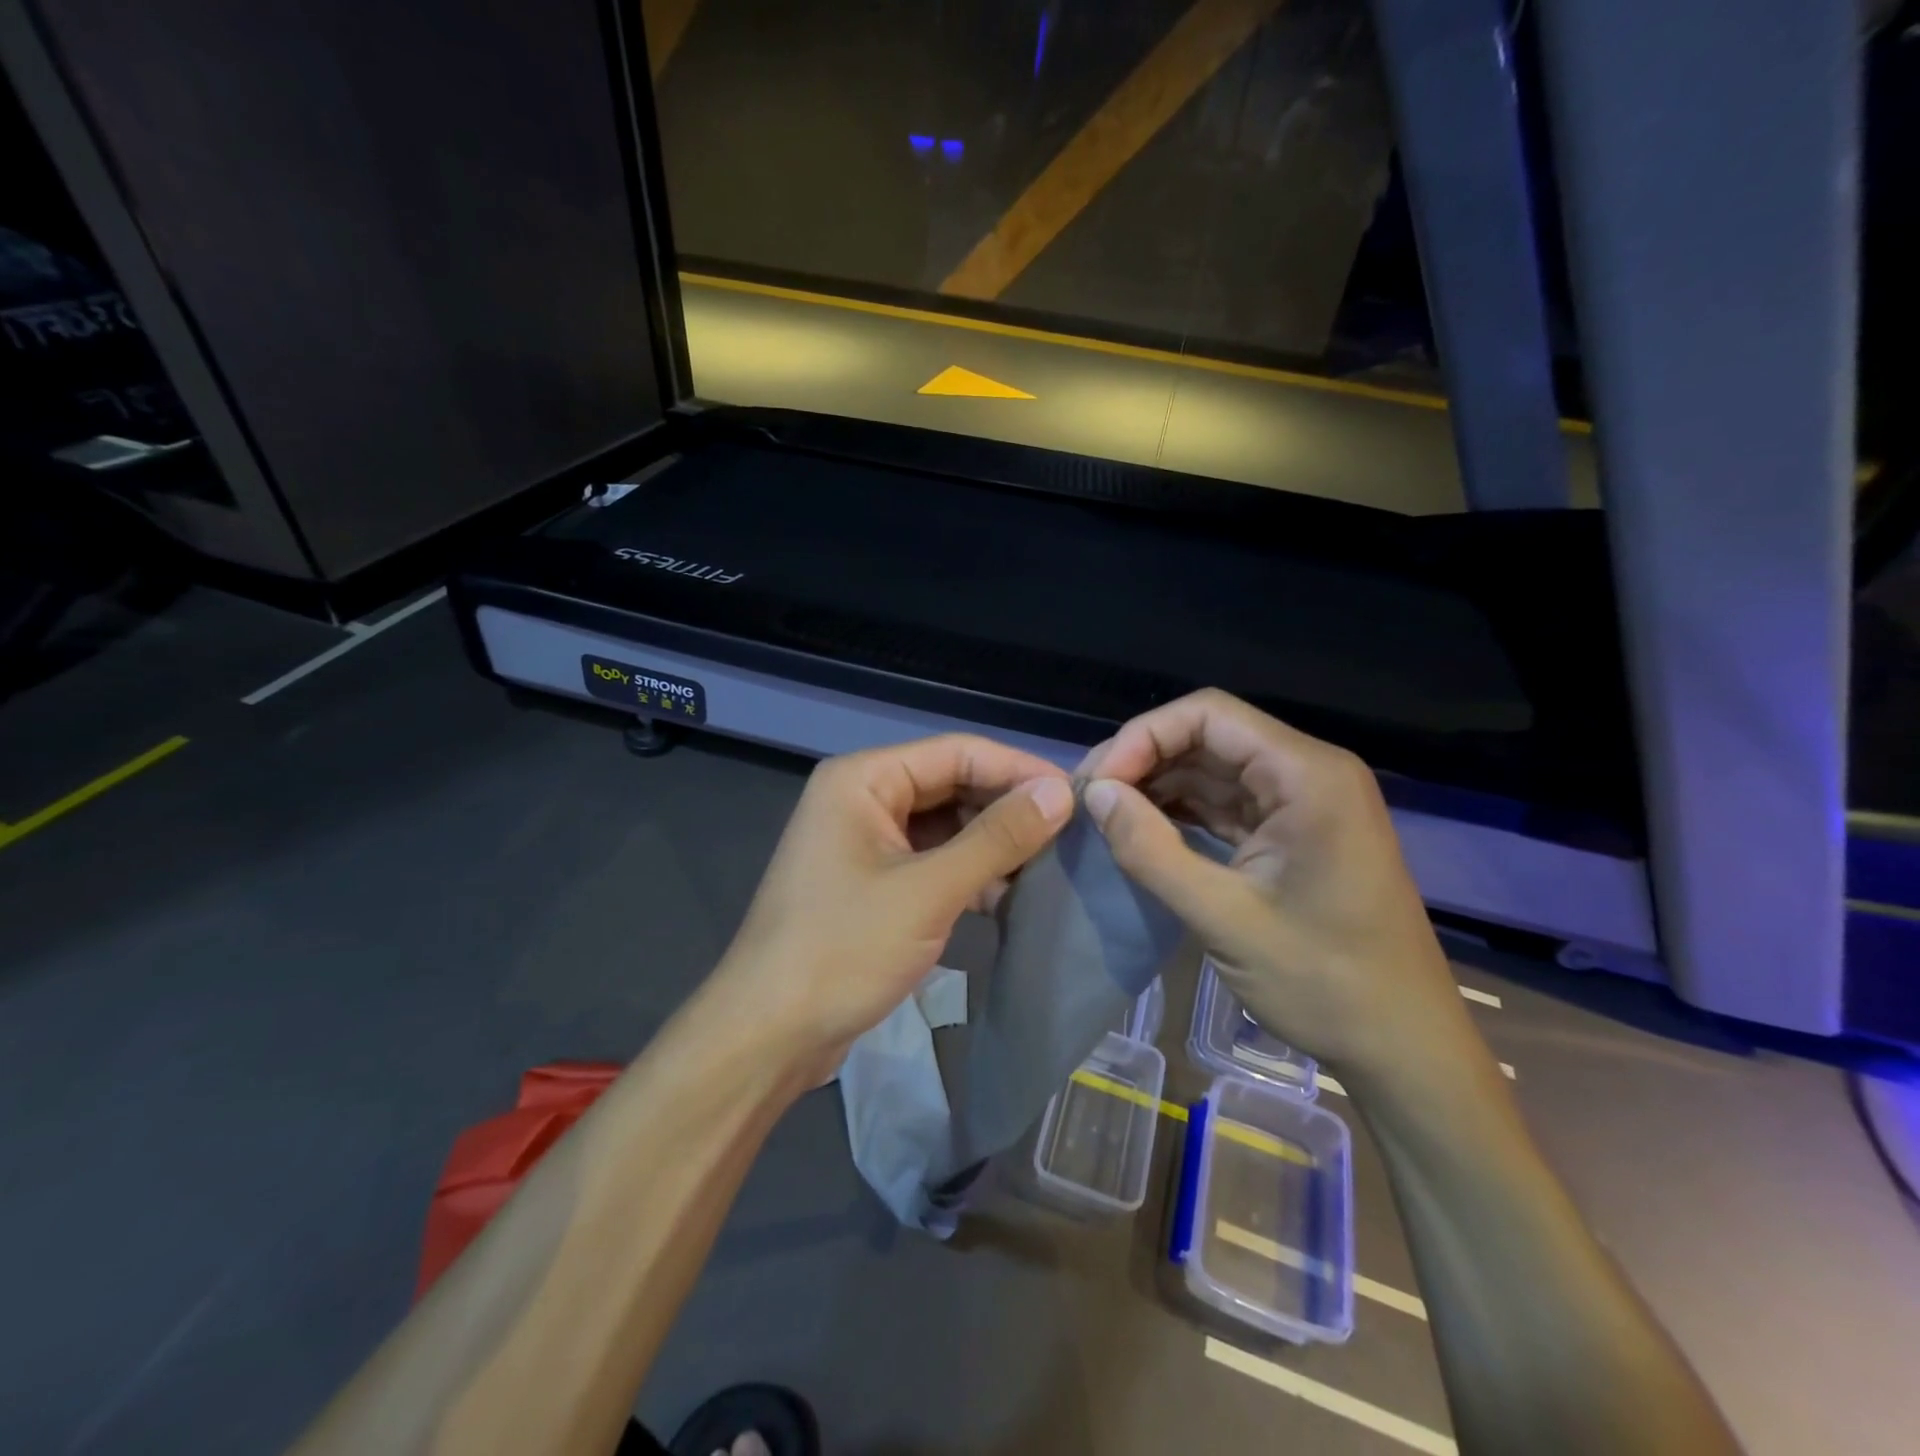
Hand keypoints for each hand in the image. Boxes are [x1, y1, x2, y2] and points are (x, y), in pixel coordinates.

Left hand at [710, 735, 1073, 1081]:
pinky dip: (968, 874)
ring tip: (1049, 864)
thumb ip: (996, 838)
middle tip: (1069, 833)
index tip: (1076, 795)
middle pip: (951, 785)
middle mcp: (863, 798)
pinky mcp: (873, 883)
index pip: (956, 752)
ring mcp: (866, 843)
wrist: (769, 1034)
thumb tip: (1059, 793)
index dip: (1017, 768)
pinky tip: (1009, 895)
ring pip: (945, 826)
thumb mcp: (928, 891)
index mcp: (864, 779)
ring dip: (991, 844)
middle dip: (1006, 808)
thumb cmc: (843, 950)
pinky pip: (932, 861)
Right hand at [1081, 689, 1487, 1089]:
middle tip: (1089, 800)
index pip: (1208, 715)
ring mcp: (1302, 802)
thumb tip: (1095, 794)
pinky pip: (1227, 802)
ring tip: (1105, 815)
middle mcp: (1307, 772)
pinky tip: (1142, 829)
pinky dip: (1182, 812)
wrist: (1404, 1046)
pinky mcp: (1293, 831)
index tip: (1098, 785)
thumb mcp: (1225, 919)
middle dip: (1144, 760)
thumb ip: (1152, 851)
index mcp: (1307, 775)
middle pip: (1208, 736)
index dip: (1143, 737)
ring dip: (1158, 785)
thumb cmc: (1325, 982)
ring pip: (1213, 767)